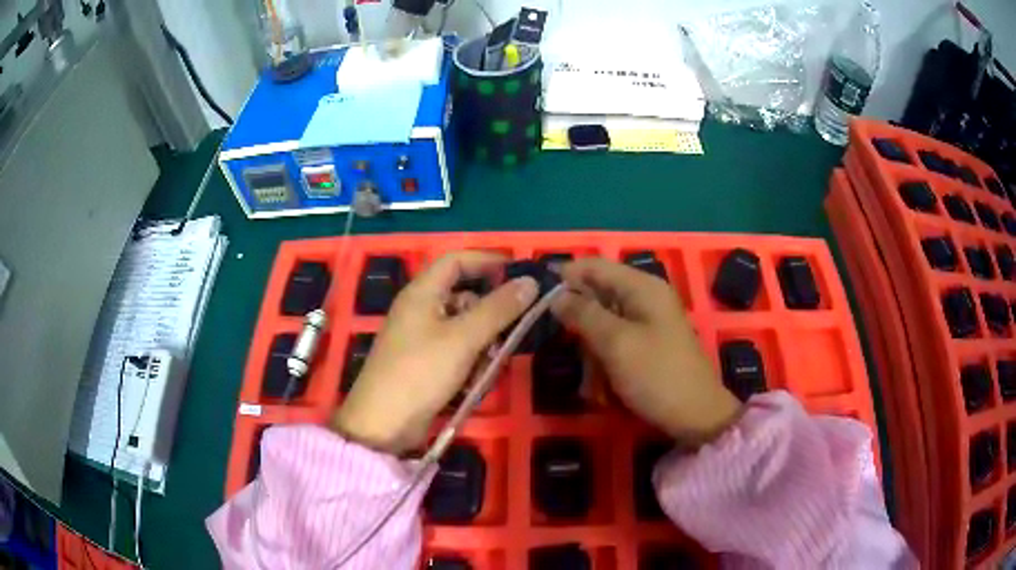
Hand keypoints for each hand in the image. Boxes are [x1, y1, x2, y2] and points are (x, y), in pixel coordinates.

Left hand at [332, 251, 538, 454]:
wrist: (384, 424)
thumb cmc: (421, 372)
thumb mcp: (464, 338)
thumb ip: (498, 309)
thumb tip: (530, 282)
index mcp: (422, 293)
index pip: (456, 260)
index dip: (487, 260)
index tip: (519, 271)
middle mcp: (420, 309)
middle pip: (464, 297)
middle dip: (489, 315)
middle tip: (510, 333)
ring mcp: (420, 338)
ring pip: (464, 328)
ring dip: (482, 345)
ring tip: (487, 367)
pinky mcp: (424, 363)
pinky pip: (456, 352)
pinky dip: (469, 363)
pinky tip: (473, 384)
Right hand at [552, 258, 741, 446]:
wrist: (695, 417)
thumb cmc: (656, 375)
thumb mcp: (616, 343)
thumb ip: (583, 314)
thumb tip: (556, 295)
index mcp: (642, 287)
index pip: (595, 266)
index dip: (566, 277)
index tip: (538, 300)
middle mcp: (645, 299)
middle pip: (596, 299)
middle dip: (582, 331)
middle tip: (577, 356)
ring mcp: (647, 324)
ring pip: (601, 328)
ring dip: (593, 358)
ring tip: (596, 386)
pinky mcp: (646, 347)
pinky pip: (614, 347)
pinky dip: (606, 367)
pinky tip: (606, 392)